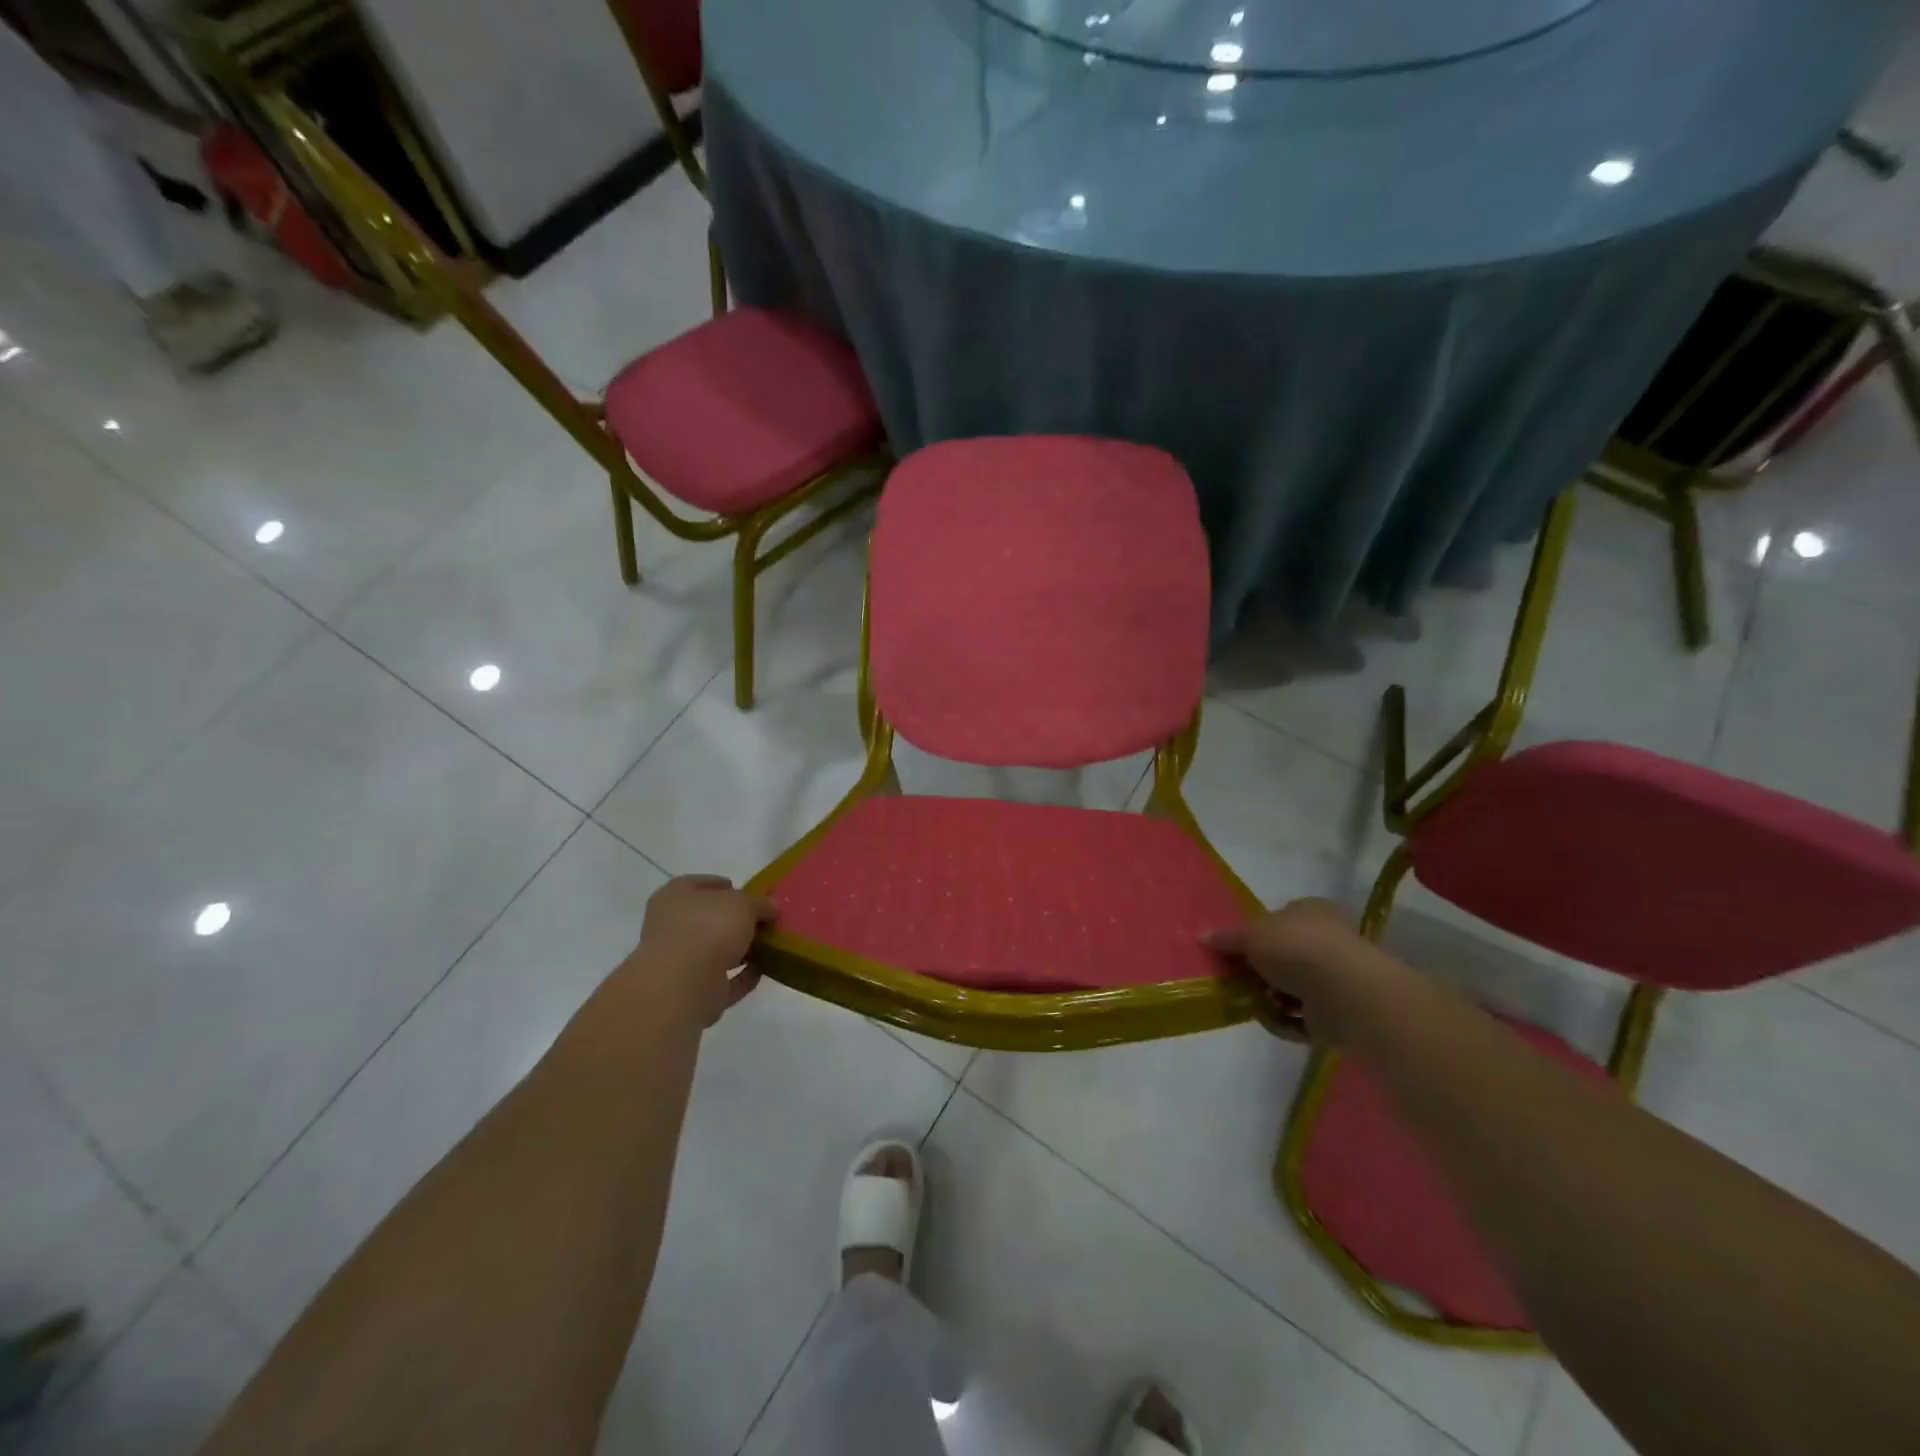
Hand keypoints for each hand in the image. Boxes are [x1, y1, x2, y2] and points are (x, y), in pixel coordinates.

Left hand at [631, 875, 777, 1024]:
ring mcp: (680, 961)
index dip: (727, 887)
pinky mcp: (692, 991)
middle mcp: (672, 926)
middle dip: (736, 921)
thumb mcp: (744, 903)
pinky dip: (742, 976)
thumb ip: (760, 903)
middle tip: (764, 920)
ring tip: (770, 945)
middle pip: (709, 918)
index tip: (752, 893)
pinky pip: (724, 979)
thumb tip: (771, 908)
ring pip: (715, 950)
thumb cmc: (708, 929)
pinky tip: (764, 970)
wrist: (683, 986)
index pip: (701, 884)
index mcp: (675, 896)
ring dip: (740, 949)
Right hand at [1203, 898, 1408, 1042]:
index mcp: (1310, 912)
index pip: (1279, 918)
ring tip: (1249, 1003)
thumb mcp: (1251, 935)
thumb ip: (1227, 937)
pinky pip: (1301, 1017)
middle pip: (1283, 955)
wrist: (1344, 993)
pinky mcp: (1337, 1013)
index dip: (1255, 933)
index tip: (1233, 951)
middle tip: (1234, 979)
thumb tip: (1202, 936)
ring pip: (1291, 988)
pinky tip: (1270, 1020)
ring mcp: (1335, 978)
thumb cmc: (1296, 948)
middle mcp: (1326, 940)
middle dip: (1259, 970)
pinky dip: (1285, 1021)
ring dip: (1269, 998)